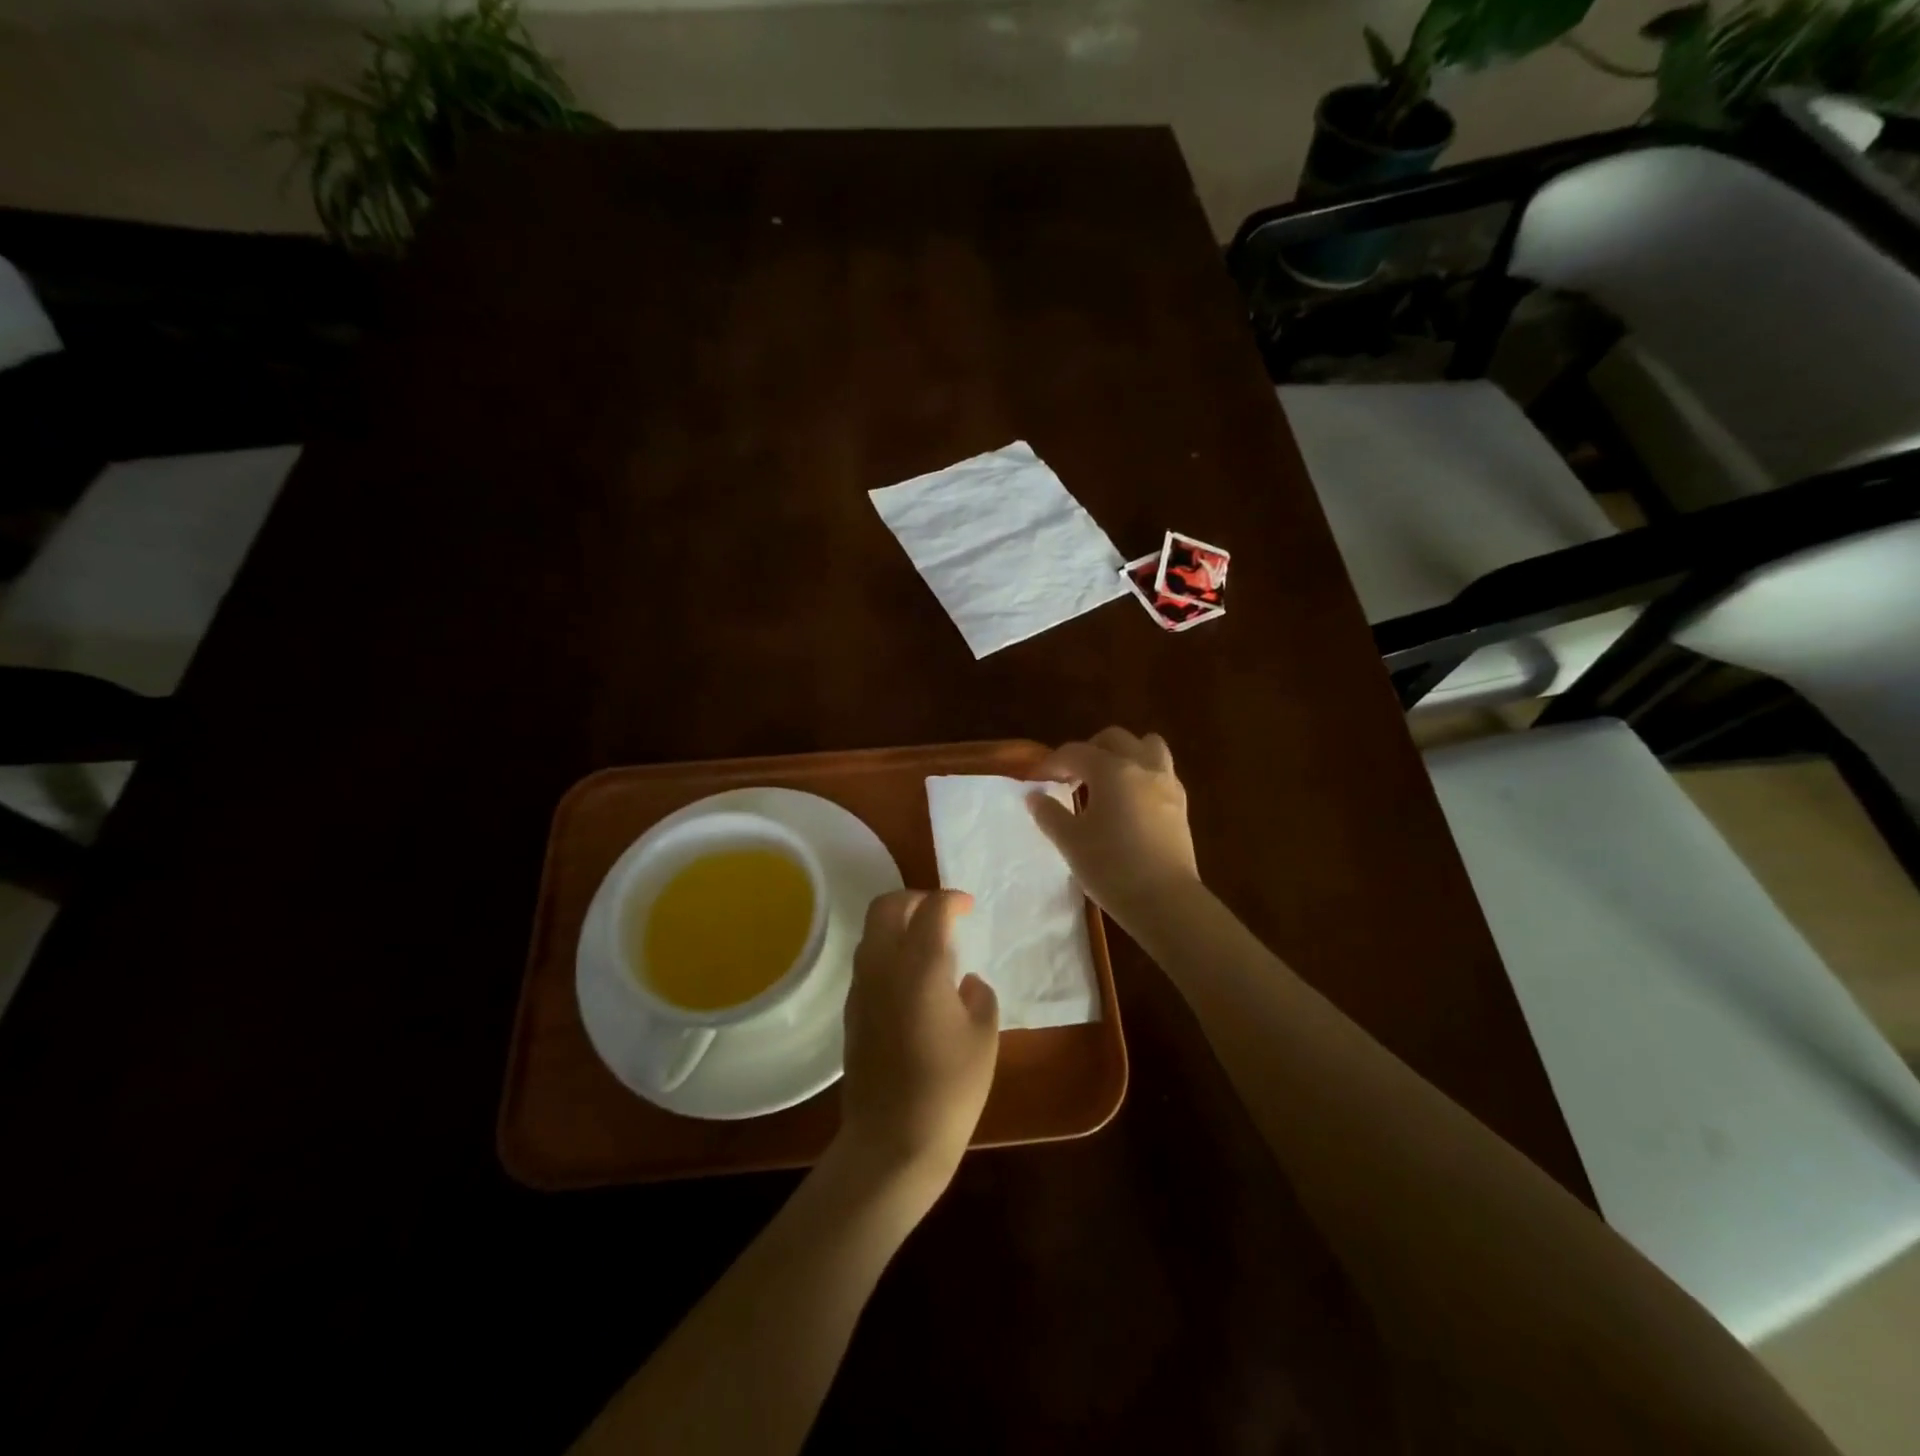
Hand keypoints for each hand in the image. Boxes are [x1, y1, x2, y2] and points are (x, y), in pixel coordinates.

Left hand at [837, 890, 998, 1200]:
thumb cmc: (949, 1088)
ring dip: (898, 924)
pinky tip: (912, 981)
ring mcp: (861, 988)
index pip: (932, 909)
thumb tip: (965, 983)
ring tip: (928, 945)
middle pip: (887, 906)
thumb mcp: (983, 1038)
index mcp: (920, 965)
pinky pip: (868, 962)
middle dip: (915, 899)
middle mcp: (884, 966)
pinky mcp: (851, 1011)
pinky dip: (888, 952)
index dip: (952, 900)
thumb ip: (979, 997)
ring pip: (872, 932)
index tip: (968, 908)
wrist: (892, 1141)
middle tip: (940, 913)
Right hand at [1027, 727, 1200, 928]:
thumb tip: (1035, 796)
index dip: (1052, 763)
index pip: (1075, 752)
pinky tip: (1130, 801)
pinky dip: (1142, 774)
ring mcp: (1167, 783)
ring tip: (1107, 780)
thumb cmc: (1111, 867)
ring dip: (1124, 754)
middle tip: (1071, 776)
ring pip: (1147, 746)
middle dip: (1089, 750)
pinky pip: (1161, 772)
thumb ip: (1049, 814)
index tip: (1036, 780)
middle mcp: (1142, 766)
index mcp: (1112, 770)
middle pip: (1114, 739)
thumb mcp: (1070, 841)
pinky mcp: (1181, 804)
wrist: (1165, 901)